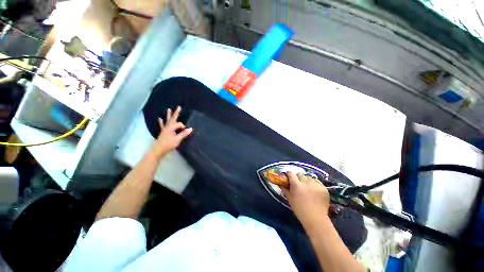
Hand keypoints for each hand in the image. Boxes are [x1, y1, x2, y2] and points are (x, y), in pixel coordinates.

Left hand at [151, 106, 192, 156]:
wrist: (159, 150)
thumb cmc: (168, 144)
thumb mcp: (177, 139)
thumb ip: (184, 133)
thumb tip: (191, 128)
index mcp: (171, 128)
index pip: (180, 124)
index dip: (184, 127)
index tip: (186, 132)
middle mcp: (168, 127)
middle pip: (173, 118)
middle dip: (176, 113)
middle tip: (179, 107)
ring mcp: (165, 129)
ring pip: (167, 120)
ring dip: (168, 115)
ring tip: (168, 109)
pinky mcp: (163, 132)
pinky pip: (162, 125)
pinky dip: (161, 122)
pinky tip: (159, 119)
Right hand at [281, 172, 330, 230]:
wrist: (315, 219)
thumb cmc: (300, 209)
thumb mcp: (290, 199)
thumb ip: (285, 189)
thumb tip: (281, 183)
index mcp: (296, 185)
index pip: (291, 173)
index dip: (289, 174)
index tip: (289, 176)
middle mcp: (306, 183)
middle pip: (300, 174)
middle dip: (298, 178)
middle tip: (298, 184)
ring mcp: (316, 185)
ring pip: (309, 177)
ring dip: (306, 180)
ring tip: (307, 187)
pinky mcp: (323, 188)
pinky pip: (317, 181)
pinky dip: (314, 184)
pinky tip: (314, 190)